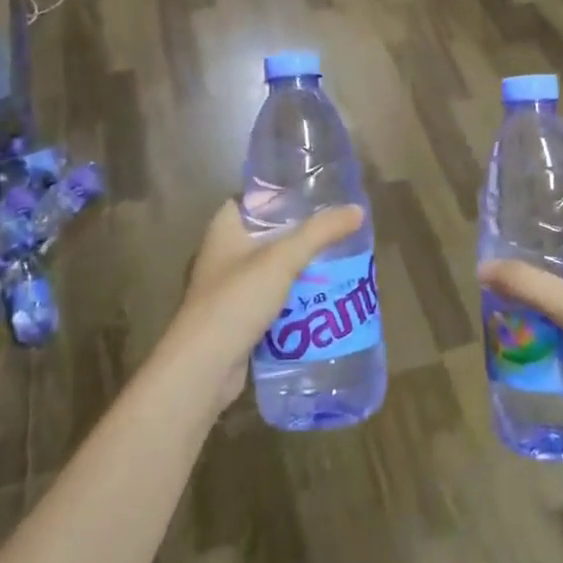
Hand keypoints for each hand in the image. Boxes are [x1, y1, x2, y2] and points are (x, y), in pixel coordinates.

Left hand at [162, 201, 365, 413]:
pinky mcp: (239, 319)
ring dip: (301, 269)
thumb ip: (320, 232)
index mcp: (224, 229)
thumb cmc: (236, 300)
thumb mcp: (283, 259)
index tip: (315, 194)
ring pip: (273, 270)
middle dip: (300, 234)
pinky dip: (294, 299)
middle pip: (267, 235)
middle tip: (336, 230)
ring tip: (339, 262)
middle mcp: (223, 254)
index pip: (252, 199)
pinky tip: (322, 298)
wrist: (204, 368)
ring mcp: (230, 289)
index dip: (280, 194)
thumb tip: (357, 210)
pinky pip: (273, 300)